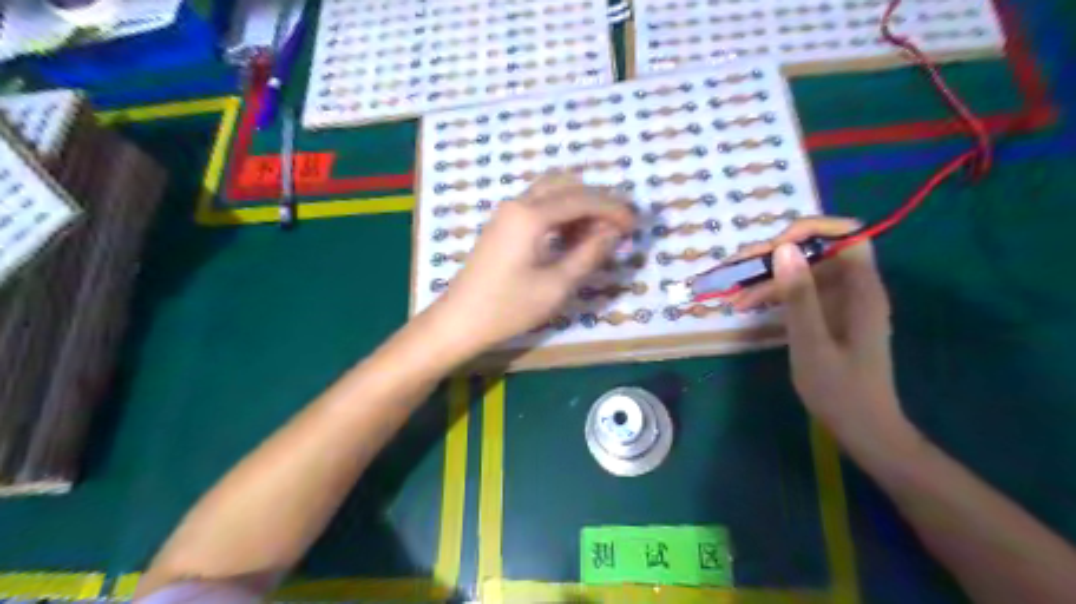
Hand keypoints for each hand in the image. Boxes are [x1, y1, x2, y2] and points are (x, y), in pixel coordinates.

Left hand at [426, 172, 631, 352]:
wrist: (459, 320)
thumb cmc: (508, 307)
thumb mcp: (556, 285)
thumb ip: (588, 254)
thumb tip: (613, 233)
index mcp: (531, 215)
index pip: (582, 199)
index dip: (613, 209)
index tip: (635, 224)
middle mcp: (518, 203)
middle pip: (566, 185)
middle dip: (596, 200)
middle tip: (618, 223)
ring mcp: (507, 213)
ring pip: (551, 192)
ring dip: (578, 204)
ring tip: (599, 232)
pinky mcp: (502, 225)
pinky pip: (538, 205)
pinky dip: (561, 212)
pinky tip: (572, 236)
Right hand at [722, 218, 906, 443]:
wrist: (863, 429)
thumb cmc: (840, 390)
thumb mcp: (812, 342)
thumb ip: (799, 295)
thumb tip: (784, 248)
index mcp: (861, 289)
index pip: (847, 235)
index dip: (812, 230)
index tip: (775, 246)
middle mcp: (854, 288)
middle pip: (817, 252)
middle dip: (776, 256)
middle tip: (737, 269)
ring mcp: (841, 303)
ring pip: (804, 273)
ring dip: (768, 278)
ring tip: (734, 294)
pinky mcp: (829, 317)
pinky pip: (801, 293)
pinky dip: (775, 296)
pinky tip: (748, 305)